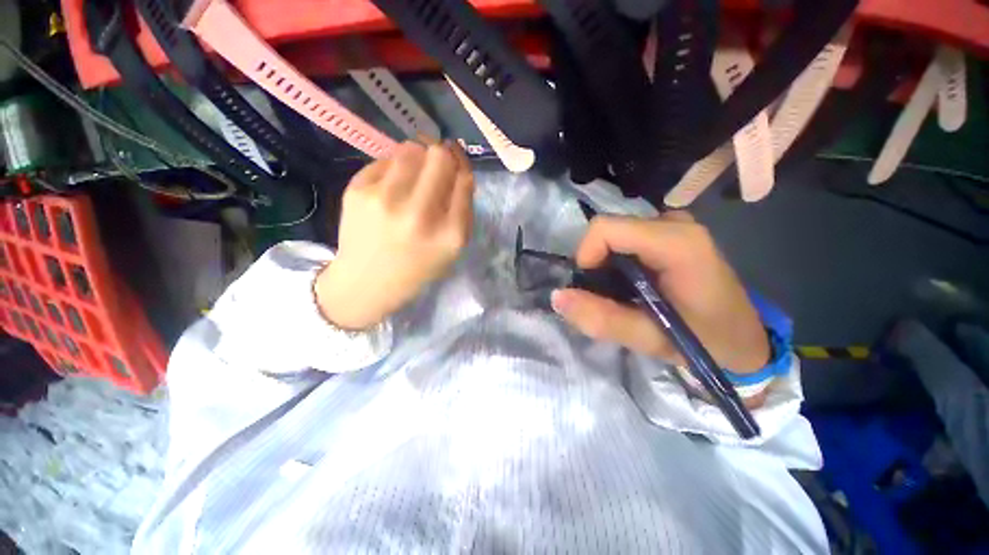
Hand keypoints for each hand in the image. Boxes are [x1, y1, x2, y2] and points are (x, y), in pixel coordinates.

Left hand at [314, 140, 473, 329]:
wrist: (366, 282)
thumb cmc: (418, 267)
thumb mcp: (453, 248)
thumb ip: (463, 210)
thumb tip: (459, 167)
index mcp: (450, 233)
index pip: (465, 179)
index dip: (462, 168)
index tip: (457, 168)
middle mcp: (420, 214)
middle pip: (440, 156)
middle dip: (442, 158)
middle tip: (435, 168)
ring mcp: (385, 200)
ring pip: (412, 149)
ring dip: (418, 158)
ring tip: (412, 178)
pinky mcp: (357, 190)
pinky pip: (385, 159)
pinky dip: (393, 169)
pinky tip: (389, 190)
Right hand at [552, 212, 769, 372]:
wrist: (745, 340)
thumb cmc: (706, 342)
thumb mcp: (650, 338)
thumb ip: (601, 318)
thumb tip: (556, 297)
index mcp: (677, 243)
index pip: (605, 229)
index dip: (585, 256)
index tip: (590, 287)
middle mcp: (675, 223)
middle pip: (609, 231)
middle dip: (597, 264)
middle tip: (610, 297)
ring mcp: (675, 224)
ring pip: (615, 235)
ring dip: (607, 265)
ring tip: (624, 294)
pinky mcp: (671, 232)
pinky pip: (627, 238)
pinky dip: (618, 261)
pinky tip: (635, 283)